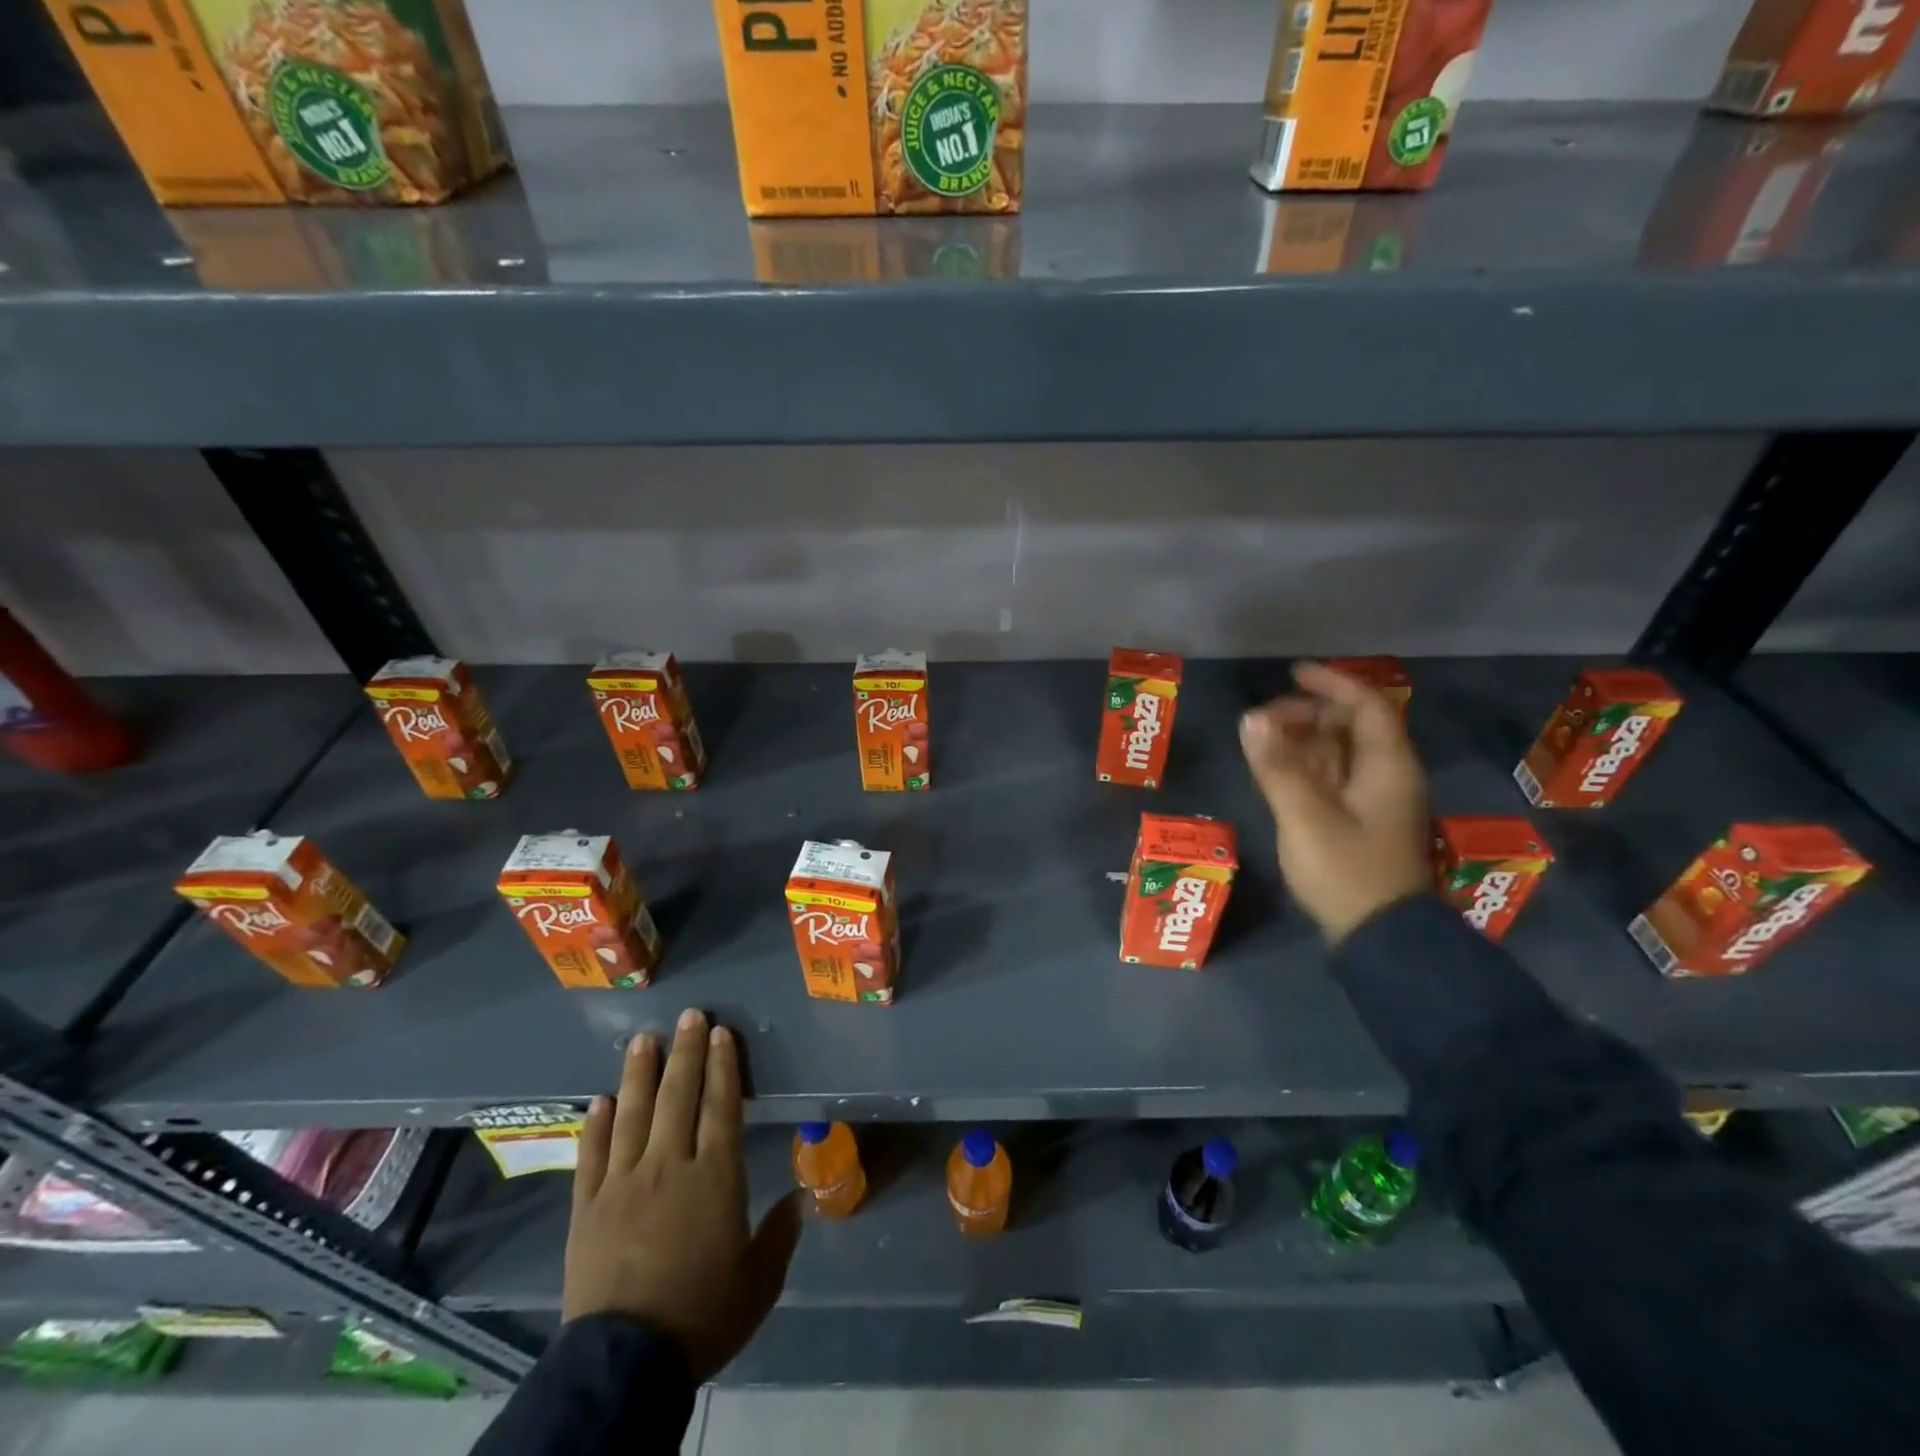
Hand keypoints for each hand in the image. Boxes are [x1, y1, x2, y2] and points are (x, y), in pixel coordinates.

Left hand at [563, 1008, 803, 1380]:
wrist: (626, 1363)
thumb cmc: (701, 1315)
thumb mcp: (758, 1282)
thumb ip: (780, 1235)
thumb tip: (801, 1198)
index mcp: (714, 1176)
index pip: (721, 1105)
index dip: (722, 1065)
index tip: (721, 1033)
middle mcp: (669, 1165)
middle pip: (679, 1096)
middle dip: (686, 1052)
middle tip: (690, 1016)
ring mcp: (623, 1183)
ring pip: (633, 1113)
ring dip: (640, 1073)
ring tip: (644, 1039)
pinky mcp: (587, 1207)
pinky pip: (592, 1155)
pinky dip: (597, 1124)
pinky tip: (601, 1100)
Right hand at [1239, 661, 1431, 943]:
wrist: (1378, 935)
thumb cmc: (1347, 871)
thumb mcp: (1305, 817)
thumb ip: (1276, 767)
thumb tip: (1250, 719)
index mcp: (1387, 766)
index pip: (1366, 706)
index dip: (1331, 684)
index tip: (1292, 673)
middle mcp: (1386, 775)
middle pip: (1350, 726)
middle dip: (1306, 714)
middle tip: (1263, 721)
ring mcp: (1373, 799)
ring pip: (1338, 752)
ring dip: (1301, 740)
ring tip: (1261, 743)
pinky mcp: (1358, 820)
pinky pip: (1331, 776)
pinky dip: (1303, 765)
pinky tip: (1275, 770)